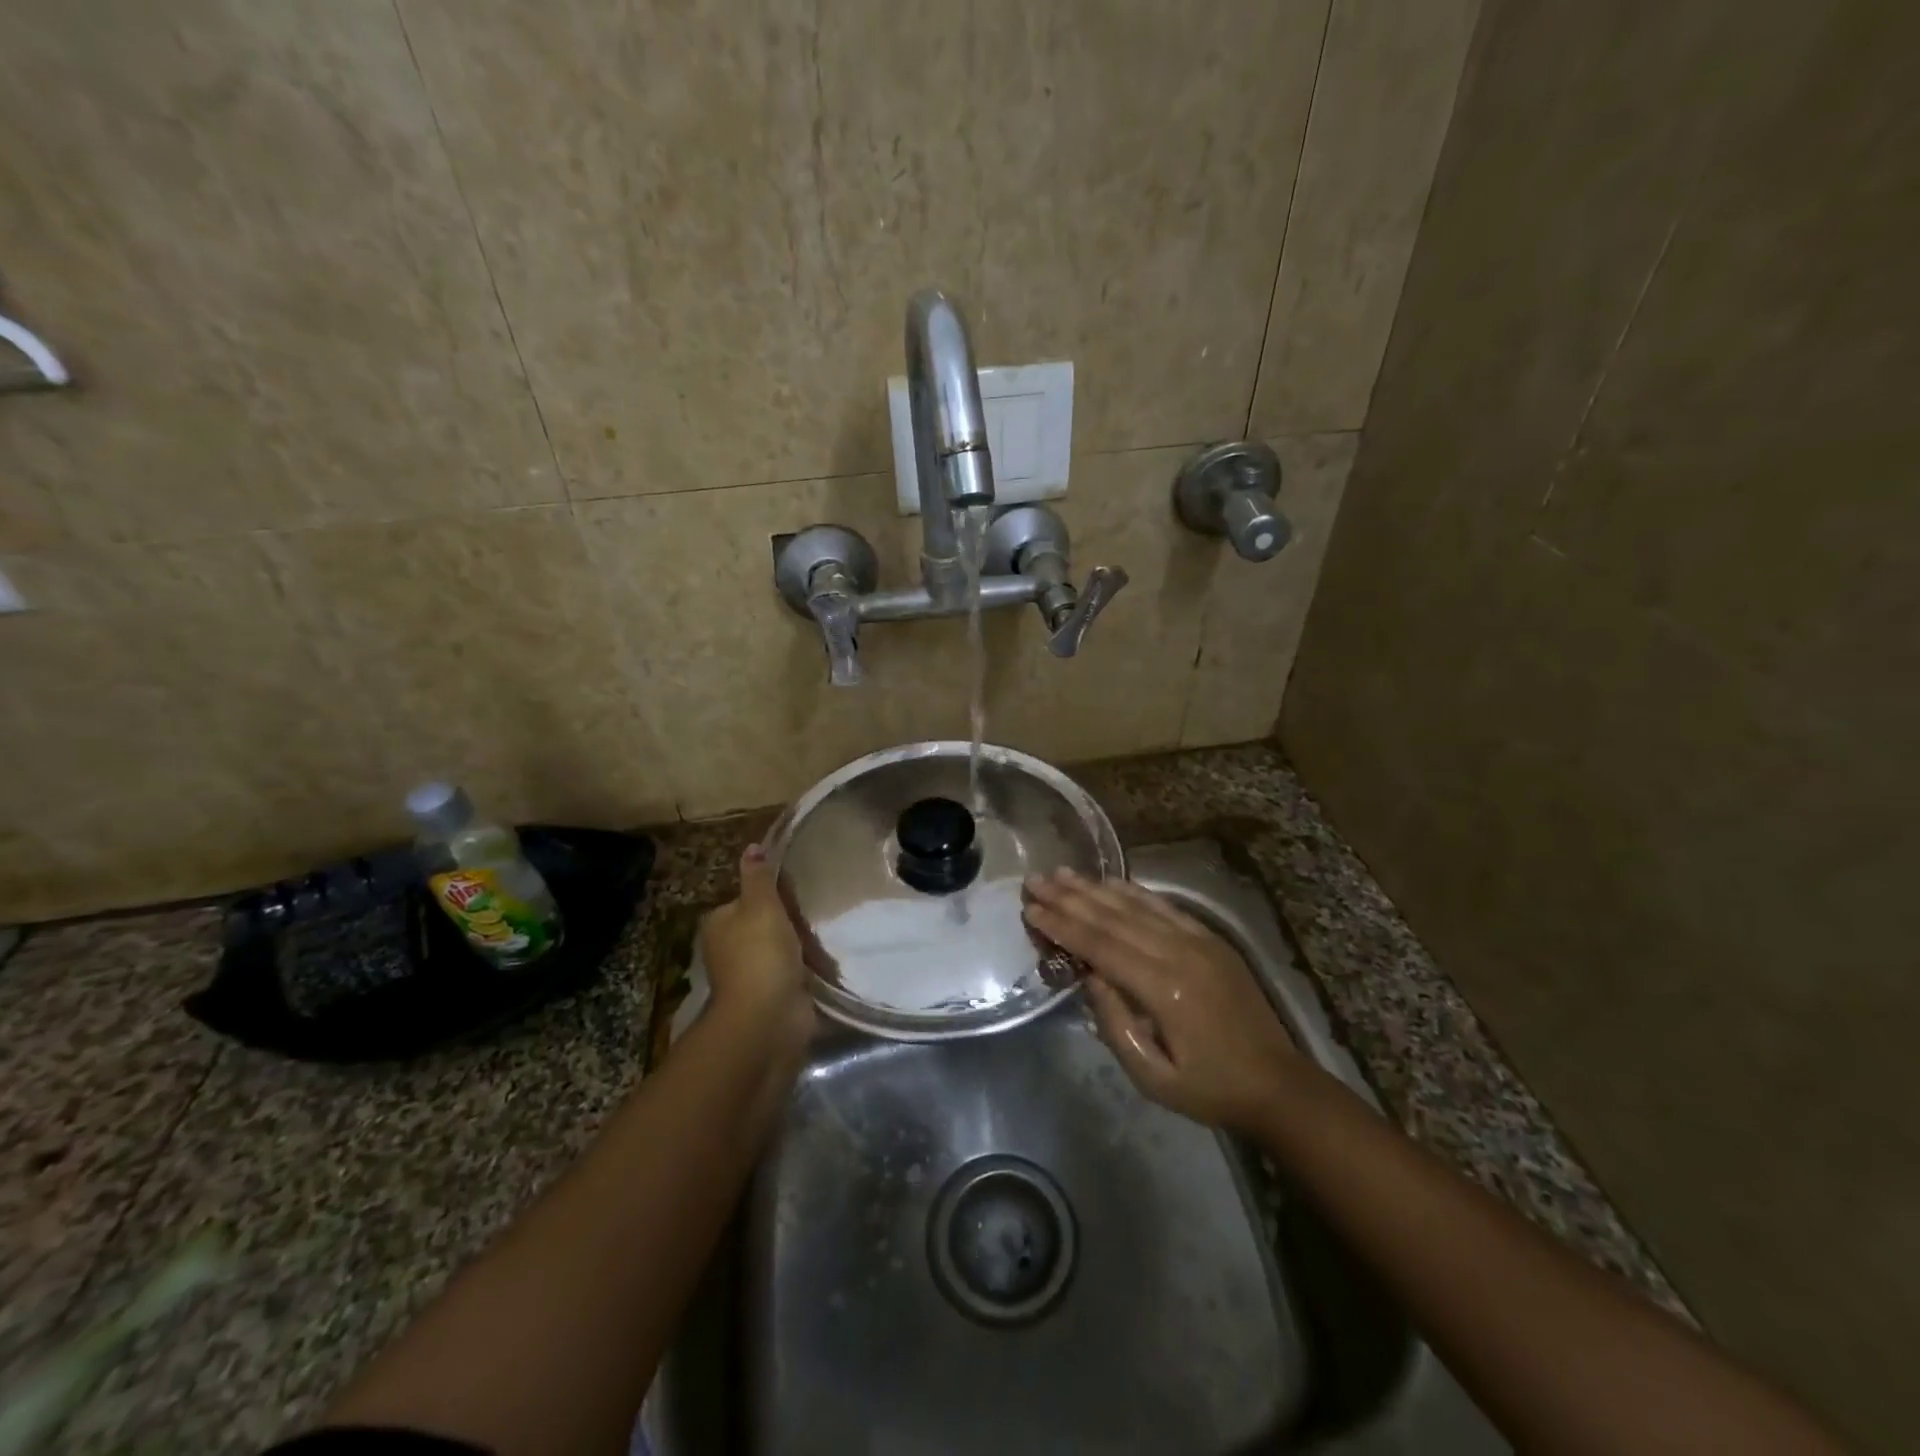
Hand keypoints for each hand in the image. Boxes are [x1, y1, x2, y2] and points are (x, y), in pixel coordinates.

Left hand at [698, 846, 813, 1045]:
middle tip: (814, 914)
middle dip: (789, 921)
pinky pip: (793, 971)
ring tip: (824, 937)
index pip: (745, 898)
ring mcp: (750, 974)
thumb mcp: (761, 905)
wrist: (768, 1018)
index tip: (795, 892)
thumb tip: (752, 847)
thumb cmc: (760, 954)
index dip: (771, 894)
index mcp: (719, 924)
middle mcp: (728, 948)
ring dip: (801, 945)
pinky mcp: (772, 994)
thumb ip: (759, 877)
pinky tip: (825, 963)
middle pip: (764, 923)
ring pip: (780, 947)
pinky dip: (807, 968)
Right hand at [1022, 868, 1300, 1129]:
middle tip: (1035, 881)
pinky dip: (1133, 891)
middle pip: (1113, 918)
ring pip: (1136, 905)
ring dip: (1095, 888)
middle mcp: (1178, 953)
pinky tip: (1110, 881)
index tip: (1031, 909)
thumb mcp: (1152, 1076)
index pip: (1100, 946)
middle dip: (1069, 898)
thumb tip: (1089, 974)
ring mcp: (1197, 940)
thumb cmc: (1208, 1087)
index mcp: (1163, 988)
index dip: (1062, 926)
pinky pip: (1164, 906)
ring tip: (1062, 873)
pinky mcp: (1210, 938)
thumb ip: (1115, 1023)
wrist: (1277, 1082)